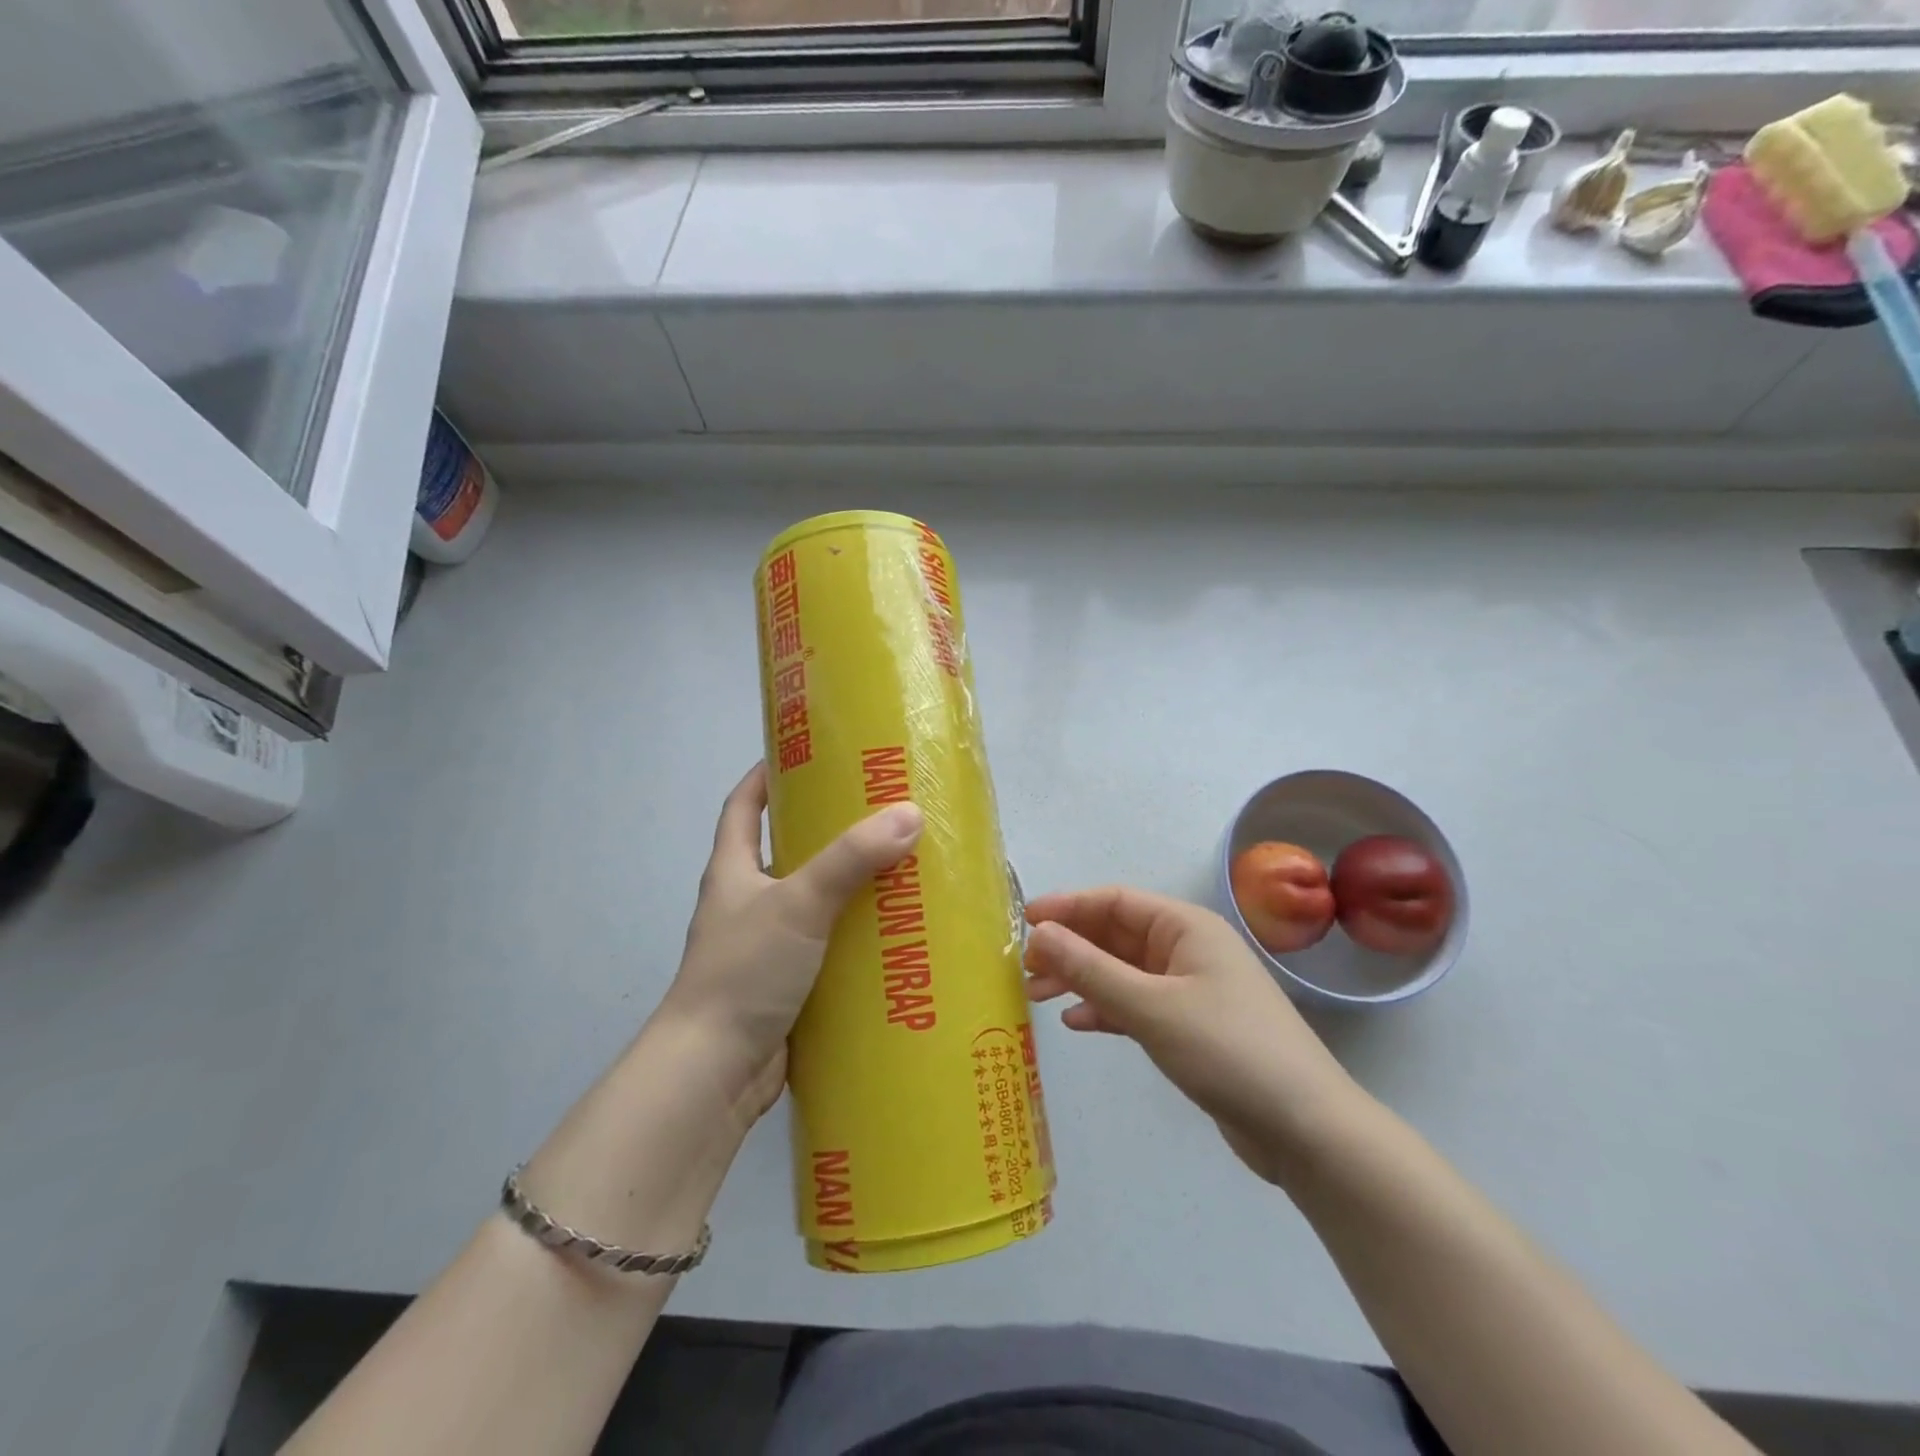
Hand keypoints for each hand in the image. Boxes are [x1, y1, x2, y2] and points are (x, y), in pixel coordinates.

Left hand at [660, 763, 922, 1122]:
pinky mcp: (787, 984)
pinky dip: (856, 938)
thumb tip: (909, 814)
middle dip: (829, 831)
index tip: (808, 754)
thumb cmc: (744, 971)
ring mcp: (766, 946)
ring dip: (850, 888)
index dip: (767, 775)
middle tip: (882, 812)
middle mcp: (746, 902)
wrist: (714, 1072)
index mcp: (733, 870)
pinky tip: (896, 935)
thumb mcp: (799, 902)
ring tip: (903, 869)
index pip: (742, 805)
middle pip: (787, 851)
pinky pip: (828, 947)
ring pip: (814, 902)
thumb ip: (851, 859)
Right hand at [1023, 886, 1363, 1184]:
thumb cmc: (1227, 1050)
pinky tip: (1078, 1023)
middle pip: (1116, 935)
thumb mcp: (1151, 1007)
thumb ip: (1091, 969)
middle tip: (1025, 967)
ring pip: (1123, 971)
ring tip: (1038, 995)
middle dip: (1070, 947)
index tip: (1024, 921)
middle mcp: (1187, 949)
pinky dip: (1106, 1009)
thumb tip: (1040, 933)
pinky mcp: (1190, 1027)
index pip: (1115, 901)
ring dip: (1082, 978)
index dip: (1068, 907)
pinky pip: (1137, 1004)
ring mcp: (1190, 989)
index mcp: (1186, 927)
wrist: (1305, 1128)